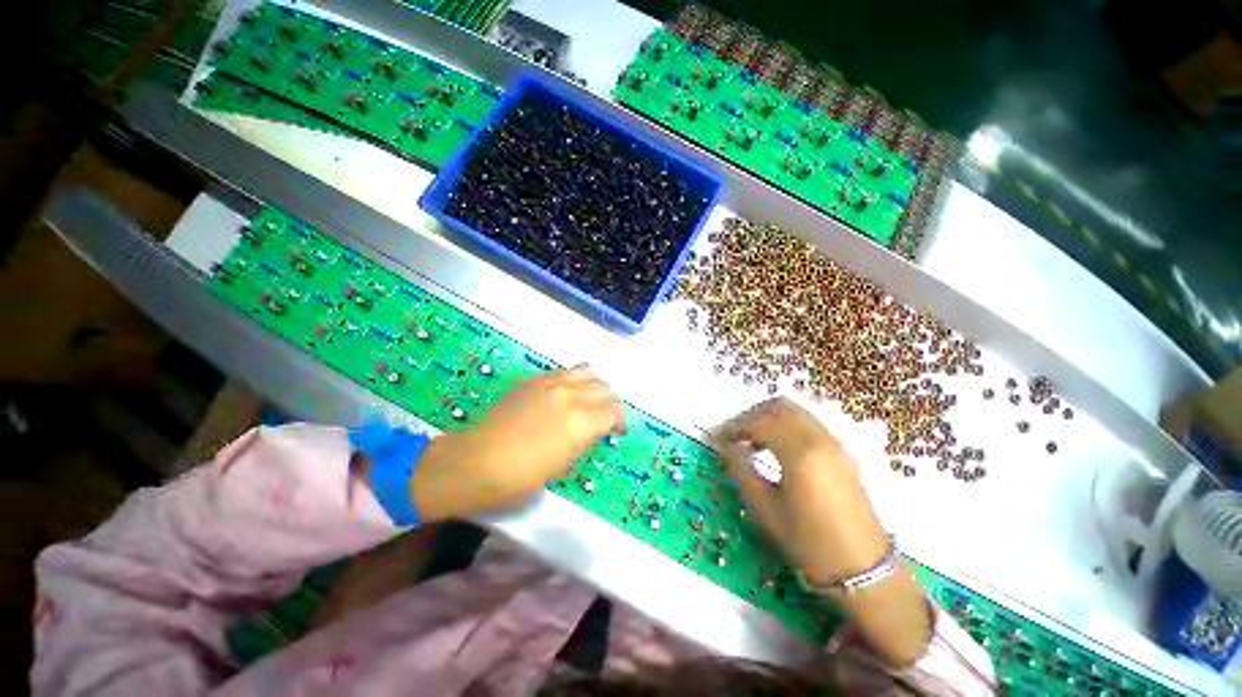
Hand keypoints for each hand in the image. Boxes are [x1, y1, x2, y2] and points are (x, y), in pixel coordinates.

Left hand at [412, 365, 625, 519]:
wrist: (477, 461)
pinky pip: (565, 371)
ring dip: (596, 386)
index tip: (617, 430)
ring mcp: (552, 383)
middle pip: (605, 389)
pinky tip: (569, 392)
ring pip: (589, 372)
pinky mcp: (535, 379)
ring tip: (590, 400)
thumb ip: (585, 439)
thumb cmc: (521, 476)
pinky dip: (575, 379)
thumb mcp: (563, 465)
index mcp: (582, 422)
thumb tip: (593, 429)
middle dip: (611, 404)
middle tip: (605, 418)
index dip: (621, 421)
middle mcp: (572, 396)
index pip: (615, 411)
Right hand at [712, 397, 887, 584]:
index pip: (760, 423)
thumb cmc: (809, 543)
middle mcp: (819, 440)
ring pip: (795, 411)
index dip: (734, 427)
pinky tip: (775, 445)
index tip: (717, 439)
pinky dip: (786, 424)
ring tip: (750, 439)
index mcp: (800, 455)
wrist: (863, 569)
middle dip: (750, 415)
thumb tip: (727, 448)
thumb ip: (742, 471)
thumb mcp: (766, 509)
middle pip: (778, 408)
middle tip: (733, 434)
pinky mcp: (841, 451)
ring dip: (768, 417)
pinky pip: (808, 423)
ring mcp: (834, 443)